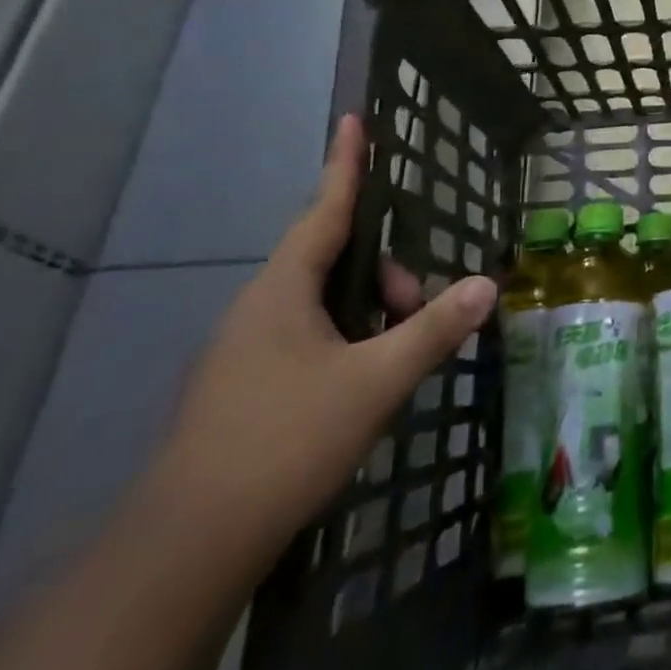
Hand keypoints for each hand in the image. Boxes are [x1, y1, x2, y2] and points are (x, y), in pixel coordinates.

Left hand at [153, 115, 496, 565]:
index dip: (346, 163)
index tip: (355, 119)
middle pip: (334, 262)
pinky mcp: (243, 388)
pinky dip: (346, 342)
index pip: (325, 208)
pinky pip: (307, 338)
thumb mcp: (374, 382)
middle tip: (418, 312)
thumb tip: (486, 285)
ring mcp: (246, 350)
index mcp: (283, 290)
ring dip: (368, 315)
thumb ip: (433, 330)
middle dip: (386, 276)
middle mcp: (260, 308)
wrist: (184, 550)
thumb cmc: (283, 442)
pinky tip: (363, 385)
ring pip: (323, 305)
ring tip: (397, 359)